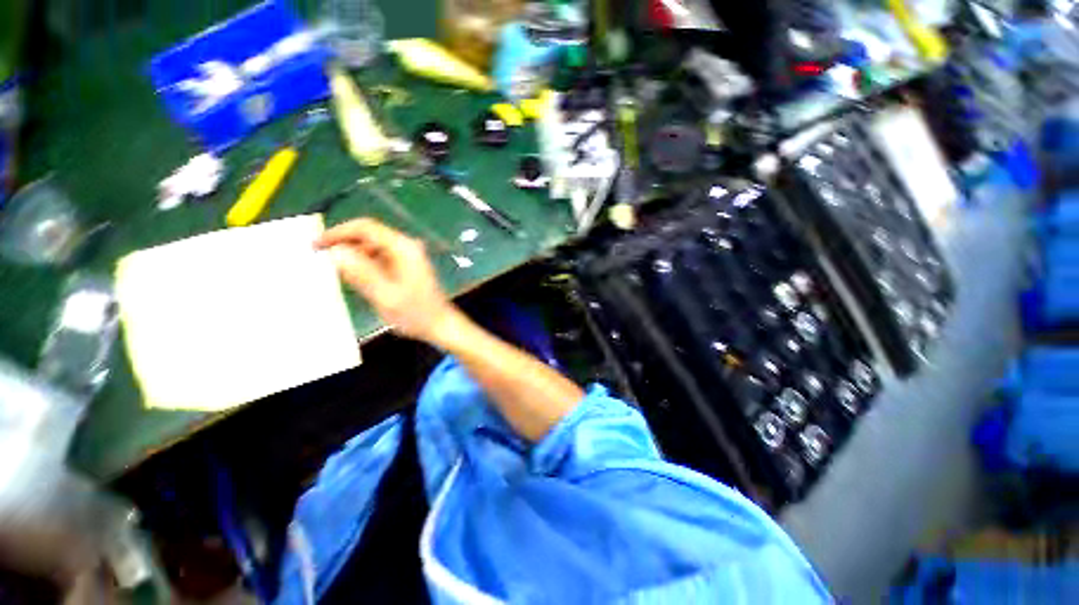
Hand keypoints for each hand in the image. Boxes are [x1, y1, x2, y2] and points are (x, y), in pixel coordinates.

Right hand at [315, 218, 456, 342]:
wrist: (440, 325)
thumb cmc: (415, 313)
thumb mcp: (385, 295)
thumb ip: (361, 273)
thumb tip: (336, 251)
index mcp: (403, 248)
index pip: (365, 227)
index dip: (338, 232)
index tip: (316, 244)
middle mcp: (407, 247)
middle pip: (369, 235)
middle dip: (343, 243)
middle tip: (320, 258)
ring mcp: (408, 256)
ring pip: (372, 246)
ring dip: (353, 255)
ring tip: (334, 270)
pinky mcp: (406, 266)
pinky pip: (380, 257)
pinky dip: (364, 263)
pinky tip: (354, 277)